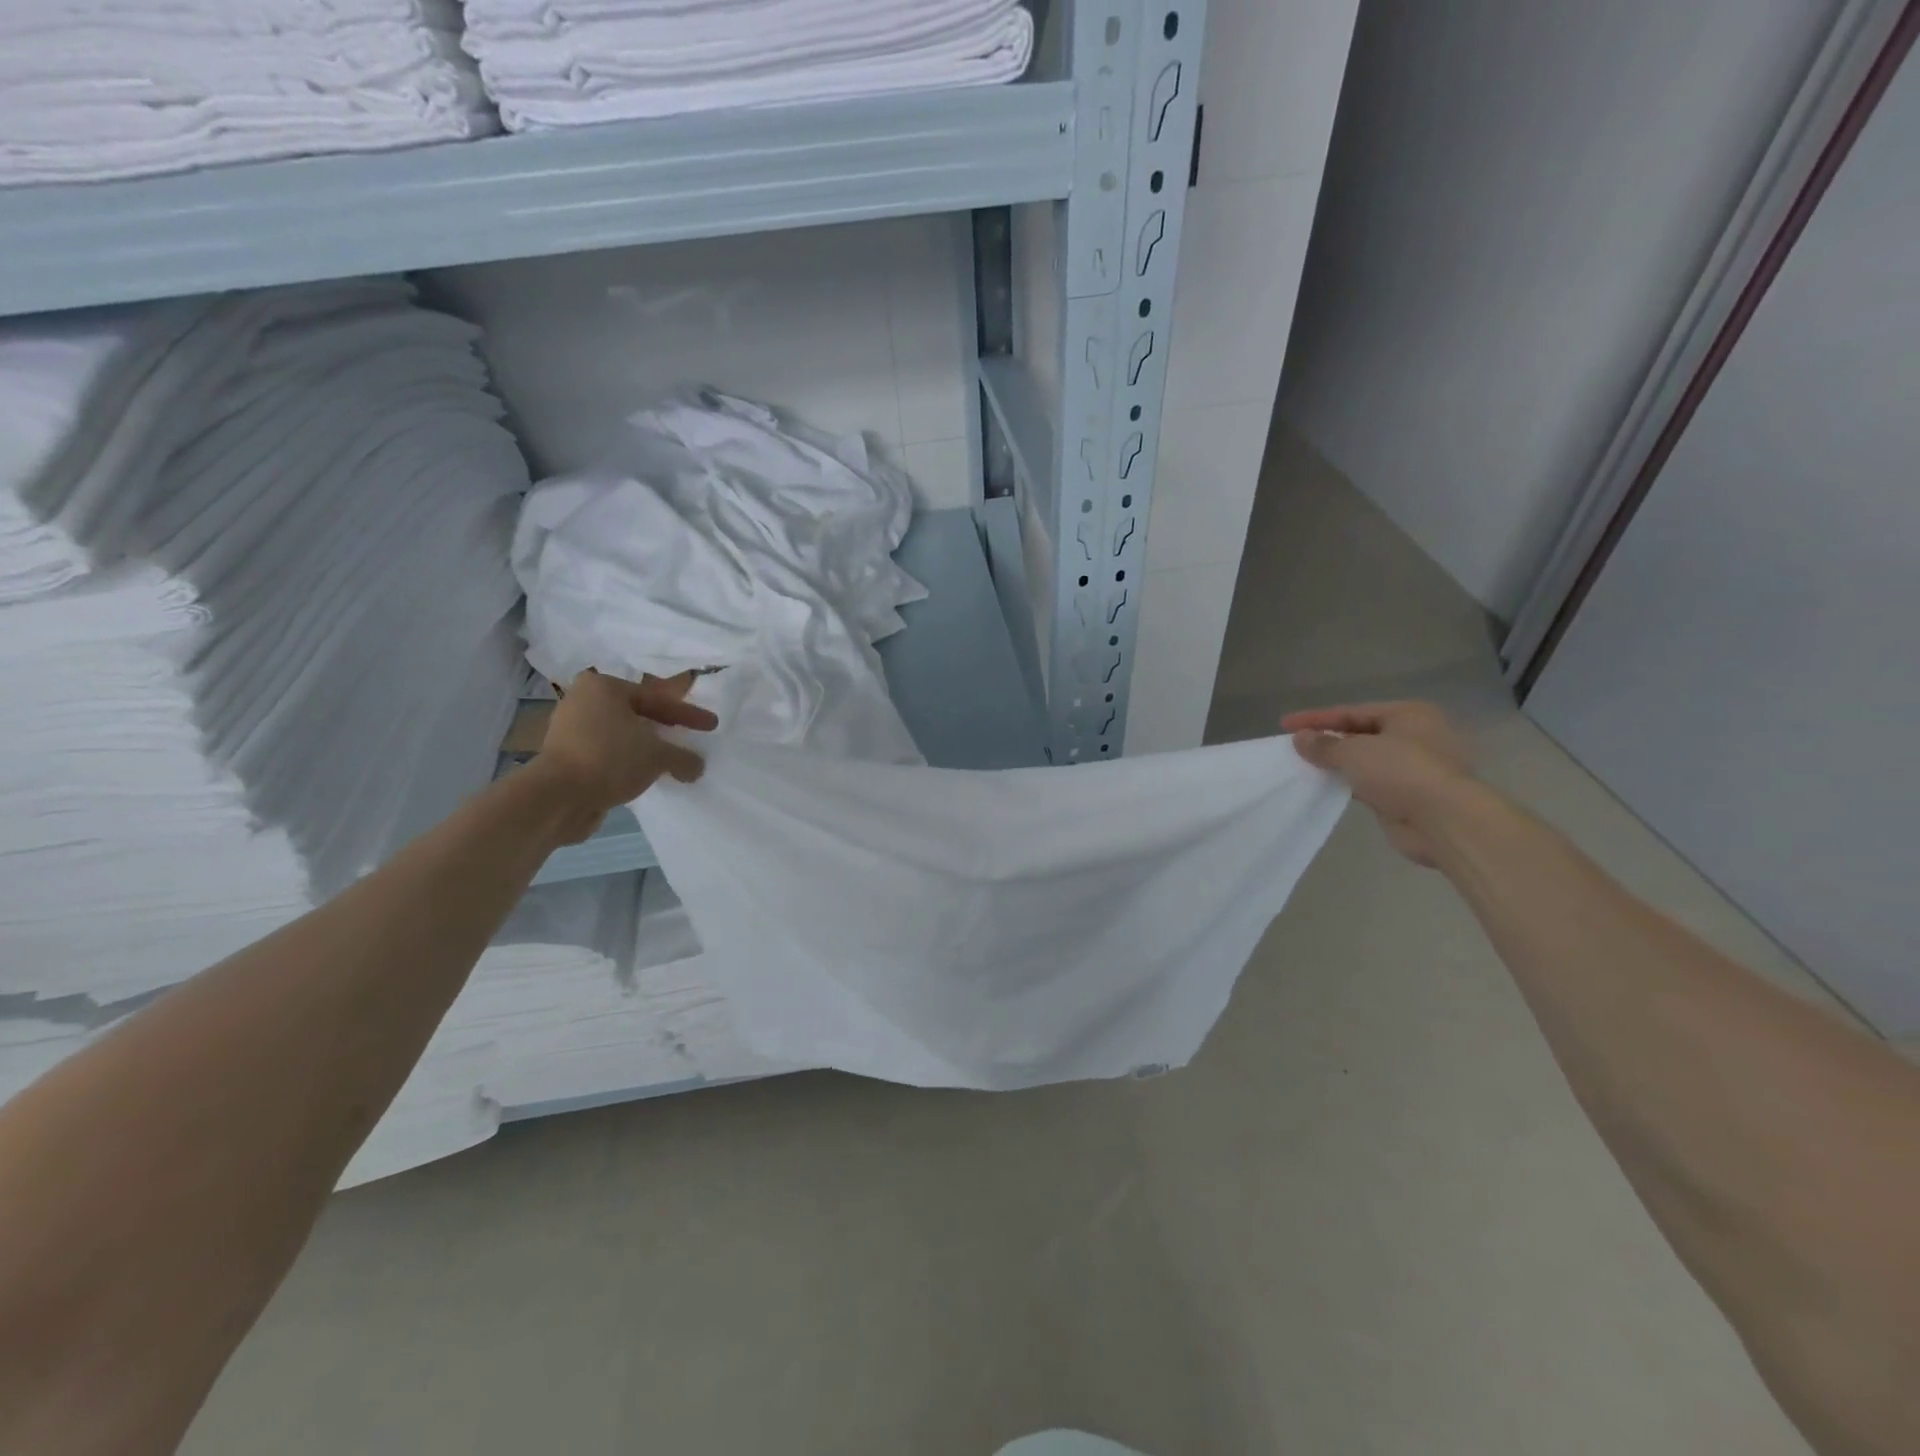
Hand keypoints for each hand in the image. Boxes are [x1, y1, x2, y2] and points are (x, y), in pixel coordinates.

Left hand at [532, 669, 718, 843]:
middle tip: (688, 736)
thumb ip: (683, 757)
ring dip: (645, 747)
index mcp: (603, 687)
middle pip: (636, 713)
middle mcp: (582, 700)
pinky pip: (607, 753)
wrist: (557, 797)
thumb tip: (697, 766)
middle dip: (664, 727)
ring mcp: (569, 729)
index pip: (657, 699)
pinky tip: (645, 774)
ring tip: (669, 759)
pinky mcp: (564, 756)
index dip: (688, 714)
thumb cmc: (610, 759)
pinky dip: (627, 761)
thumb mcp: (658, 756)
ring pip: (621, 734)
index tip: (712, 725)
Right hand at [1282, 701, 1474, 866]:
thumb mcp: (1354, 752)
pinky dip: (1348, 783)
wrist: (1444, 820)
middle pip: (1360, 733)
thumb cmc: (1401, 772)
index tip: (1285, 724)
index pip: (1352, 711)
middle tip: (1294, 746)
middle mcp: (1414, 736)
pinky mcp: (1407, 795)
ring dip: (1336, 763)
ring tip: (1303, 766)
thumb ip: (1324, 745)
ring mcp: (1413, 767)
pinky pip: (1369, 783)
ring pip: (1365, 760)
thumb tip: (1299, 739)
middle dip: (1327, 740)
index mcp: (1408, 714)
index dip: (1316, 718)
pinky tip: (1324, 786)